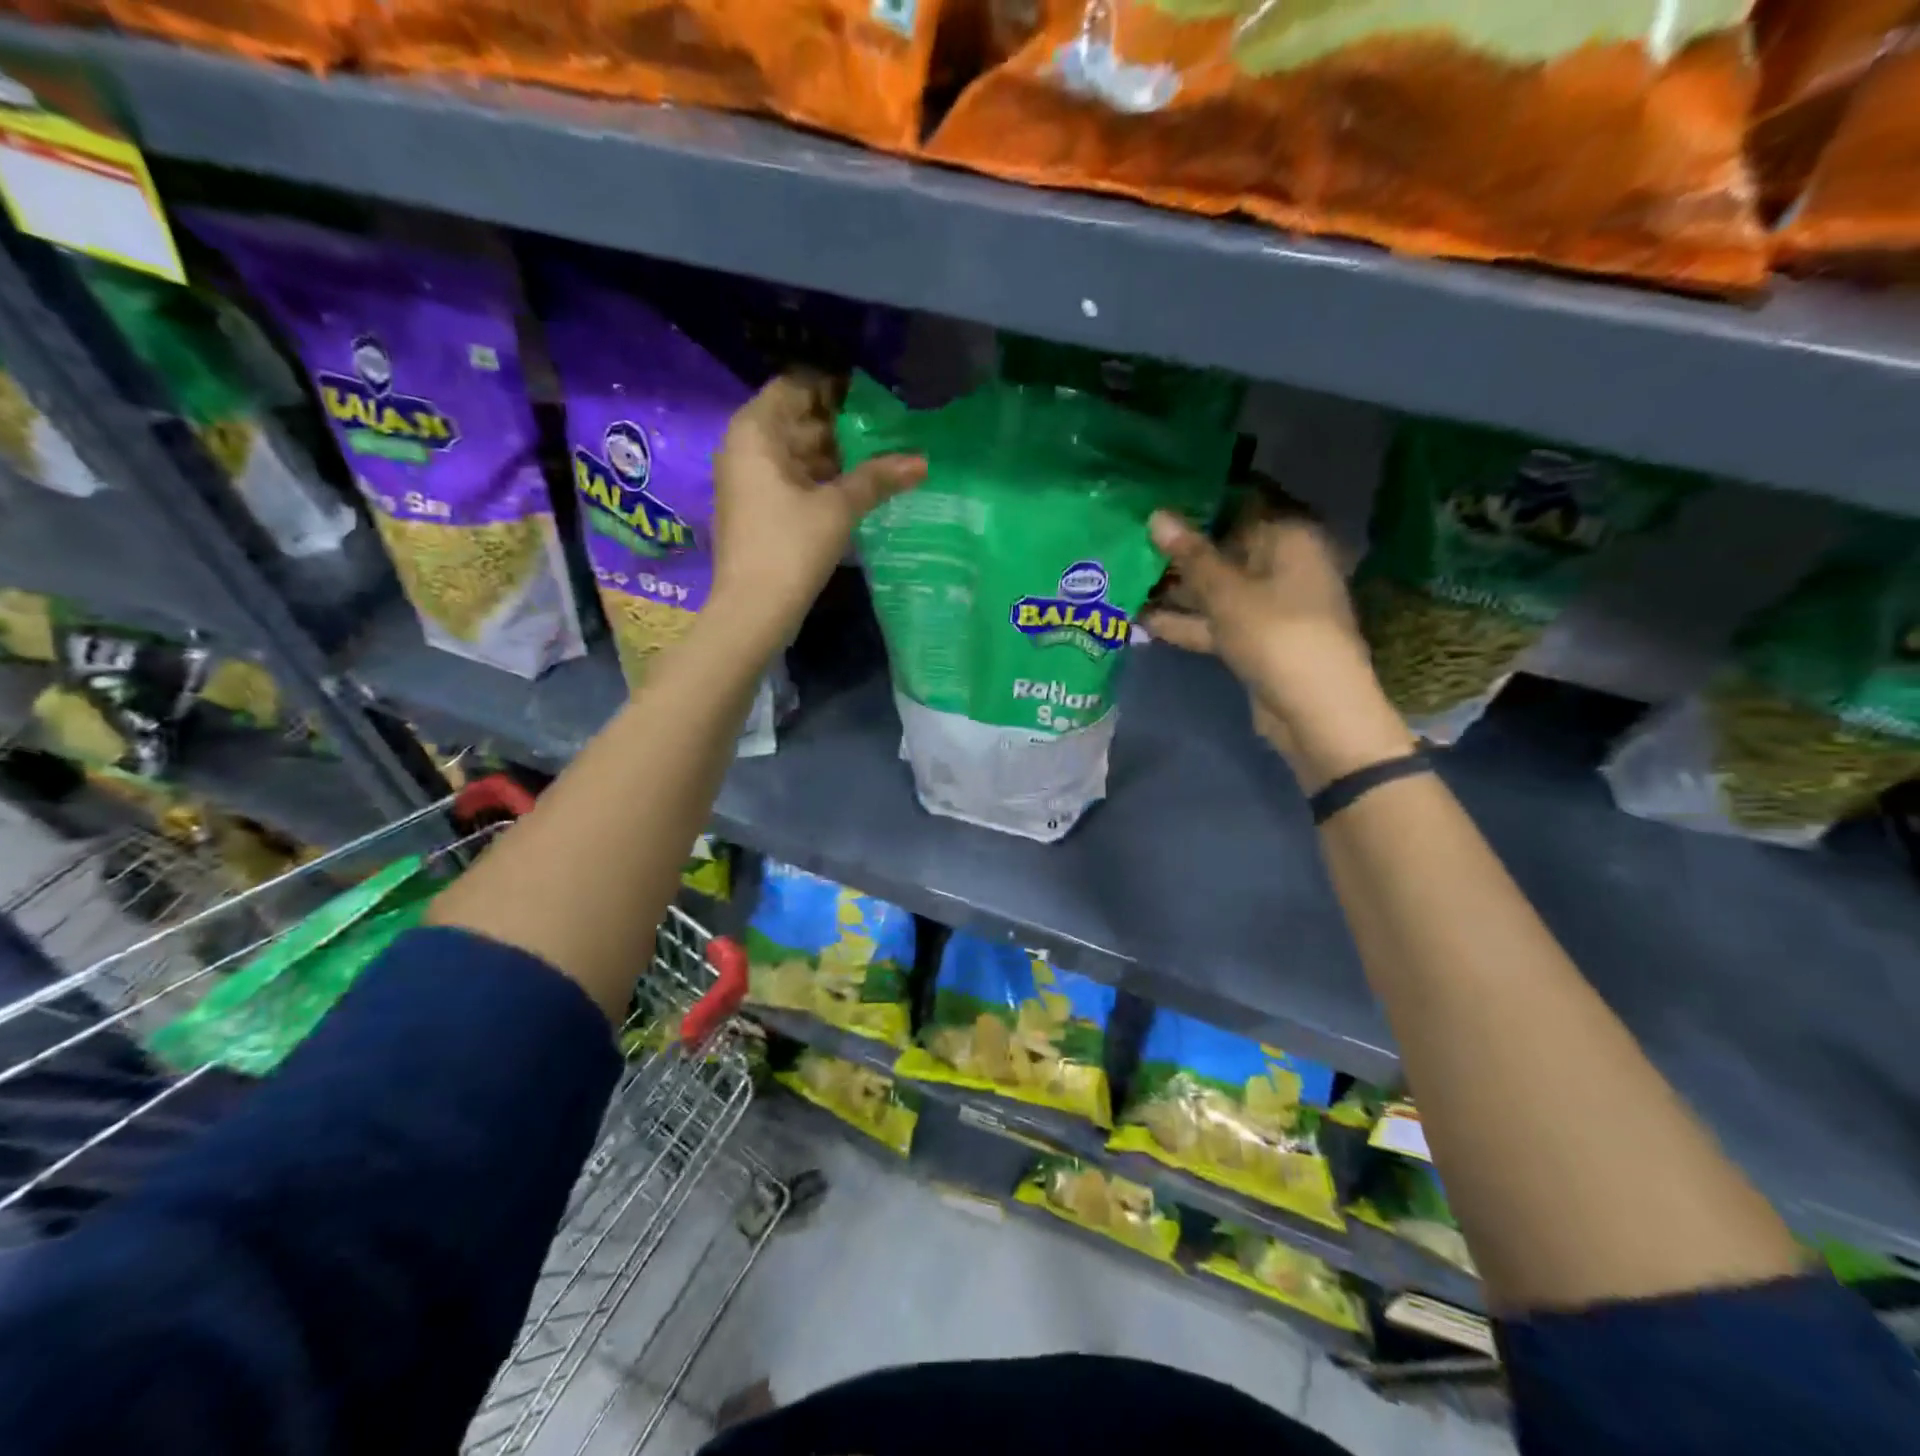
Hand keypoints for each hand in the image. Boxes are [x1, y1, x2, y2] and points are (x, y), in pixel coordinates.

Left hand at [709, 371, 924, 647]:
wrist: (753, 610)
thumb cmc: (790, 547)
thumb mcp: (838, 508)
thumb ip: (877, 478)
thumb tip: (922, 462)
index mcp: (756, 432)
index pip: (795, 387)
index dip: (832, 387)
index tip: (871, 395)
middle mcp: (745, 448)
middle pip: (796, 420)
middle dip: (840, 424)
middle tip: (886, 427)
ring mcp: (749, 481)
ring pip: (796, 453)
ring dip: (834, 455)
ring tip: (880, 457)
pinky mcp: (758, 509)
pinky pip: (791, 479)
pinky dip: (821, 479)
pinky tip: (857, 488)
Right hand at [1143, 508, 1412, 790]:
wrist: (1313, 709)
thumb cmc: (1275, 633)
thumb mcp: (1227, 592)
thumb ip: (1191, 555)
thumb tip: (1157, 516)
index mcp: (1289, 540)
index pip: (1240, 507)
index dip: (1198, 506)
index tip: (1155, 502)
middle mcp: (1282, 566)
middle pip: (1224, 551)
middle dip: (1179, 552)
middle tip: (1129, 542)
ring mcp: (1268, 607)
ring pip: (1216, 591)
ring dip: (1176, 591)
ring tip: (1124, 580)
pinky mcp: (1254, 640)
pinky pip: (1215, 622)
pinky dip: (1186, 622)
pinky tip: (1141, 620)